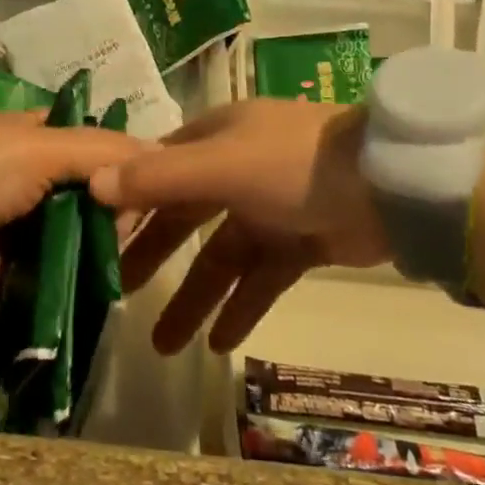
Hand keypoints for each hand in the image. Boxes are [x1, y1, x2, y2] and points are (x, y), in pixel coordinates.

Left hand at [0, 110, 140, 303]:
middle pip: (90, 192)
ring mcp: (22, 225)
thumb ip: (101, 149)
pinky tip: (107, 285)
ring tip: (126, 259)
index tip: (152, 183)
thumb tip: (161, 154)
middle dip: (114, 210)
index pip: (93, 146)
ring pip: (78, 233)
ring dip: (101, 246)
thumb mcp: (42, 145)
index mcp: (36, 138)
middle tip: (134, 229)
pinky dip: (78, 278)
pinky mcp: (13, 270)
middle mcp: (32, 177)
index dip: (122, 162)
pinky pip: (57, 272)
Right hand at [88, 100, 389, 353]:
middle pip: (185, 216)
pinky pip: (261, 277)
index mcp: (215, 138)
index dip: (129, 201)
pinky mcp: (301, 241)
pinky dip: (241, 306)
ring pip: (221, 256)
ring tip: (164, 346)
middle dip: (154, 256)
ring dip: (195, 297)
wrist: (390, 185)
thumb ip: (159, 179)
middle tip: (119, 296)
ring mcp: (271, 207)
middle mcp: (237, 168)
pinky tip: (219, 344)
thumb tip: (93, 183)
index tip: (99, 237)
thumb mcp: (221, 166)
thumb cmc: (294, 164)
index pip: (158, 169)